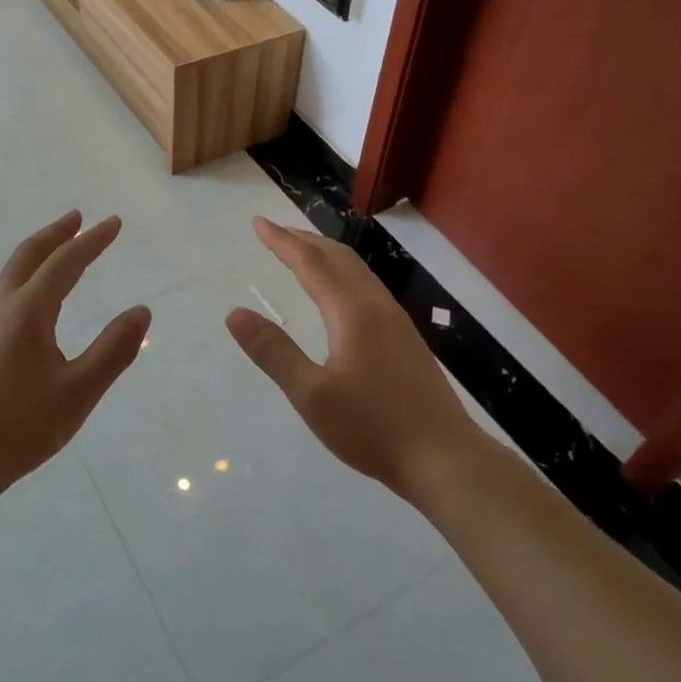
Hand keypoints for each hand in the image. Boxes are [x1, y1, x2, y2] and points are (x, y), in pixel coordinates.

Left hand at [0, 211, 150, 500]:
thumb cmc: (19, 426)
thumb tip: (141, 311)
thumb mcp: (79, 391)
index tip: (115, 223)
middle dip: (57, 233)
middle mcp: (2, 307)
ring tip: (59, 247)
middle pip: (29, 254)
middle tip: (79, 217)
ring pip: (13, 271)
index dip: (93, 240)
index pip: (66, 262)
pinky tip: (34, 298)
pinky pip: (6, 291)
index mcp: (28, 310)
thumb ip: (113, 349)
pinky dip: (27, 274)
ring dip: (38, 252)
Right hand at [227, 217, 476, 497]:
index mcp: (352, 312)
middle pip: (338, 258)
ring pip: (358, 272)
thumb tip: (235, 313)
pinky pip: (368, 288)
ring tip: (303, 253)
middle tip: (276, 231)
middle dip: (304, 240)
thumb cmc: (372, 428)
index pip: (310, 263)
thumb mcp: (311, 395)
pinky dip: (344, 274)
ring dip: (326, 255)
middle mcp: (377, 306)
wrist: (445, 459)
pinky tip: (340, 295)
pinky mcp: (407, 340)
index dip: (282, 241)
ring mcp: (397, 322)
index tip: (258, 223)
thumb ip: (273, 352)